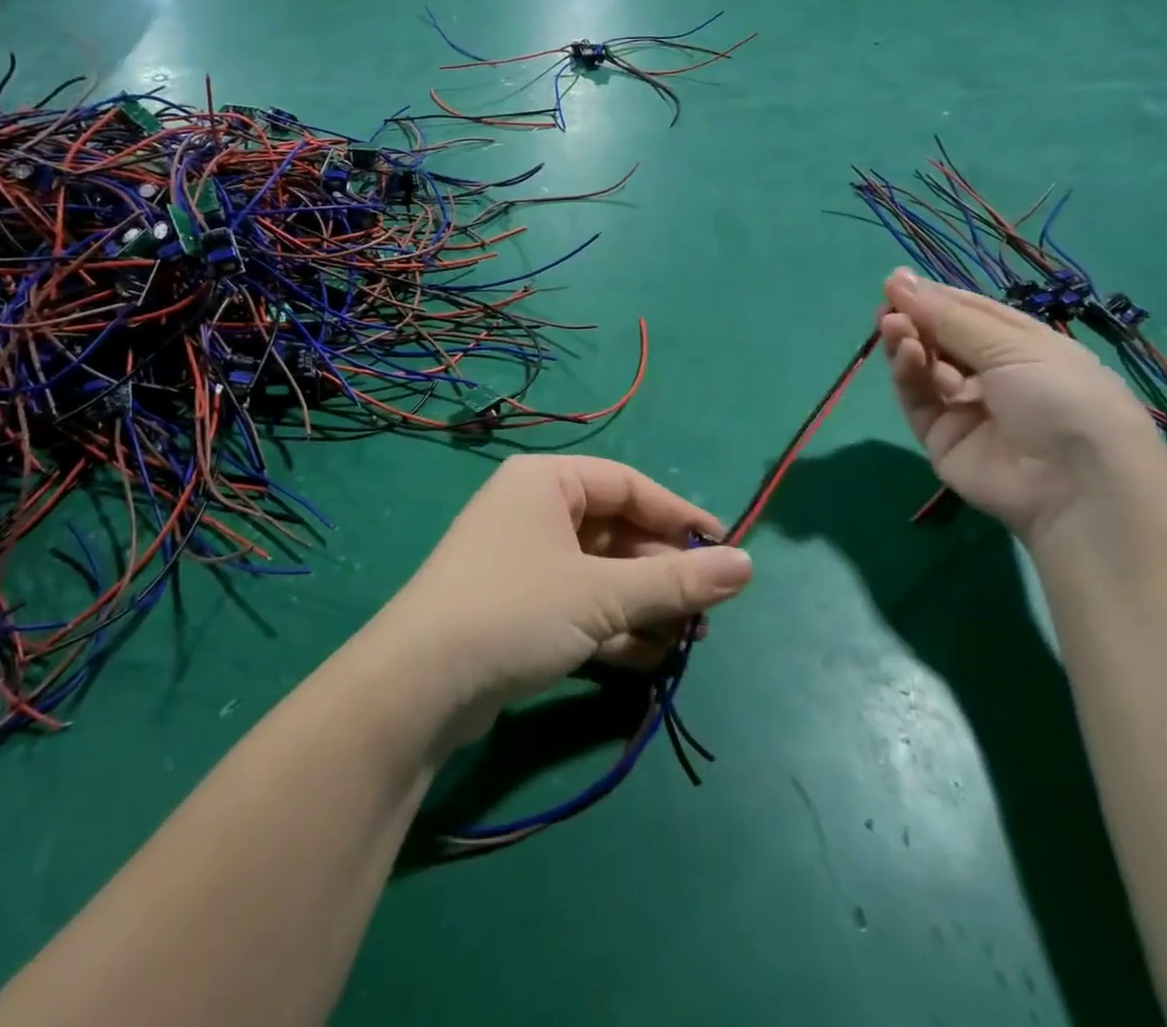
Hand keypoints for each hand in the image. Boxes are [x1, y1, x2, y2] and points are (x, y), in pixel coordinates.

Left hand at [369, 455, 753, 741]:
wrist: (418, 685)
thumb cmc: (516, 610)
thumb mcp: (603, 594)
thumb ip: (676, 580)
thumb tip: (748, 565)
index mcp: (547, 481)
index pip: (629, 485)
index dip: (680, 516)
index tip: (726, 551)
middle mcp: (533, 510)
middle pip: (616, 531)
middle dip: (663, 572)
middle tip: (709, 611)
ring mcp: (522, 559)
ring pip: (600, 573)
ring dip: (644, 605)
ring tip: (688, 640)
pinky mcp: (516, 606)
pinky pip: (578, 604)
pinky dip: (613, 627)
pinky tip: (650, 659)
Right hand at [880, 267, 1162, 539]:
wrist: (1076, 484)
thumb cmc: (1062, 396)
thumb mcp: (1013, 345)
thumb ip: (948, 316)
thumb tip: (897, 280)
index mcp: (1025, 347)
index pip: (971, 314)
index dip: (935, 297)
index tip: (896, 281)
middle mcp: (994, 376)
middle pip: (942, 340)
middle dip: (915, 319)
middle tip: (886, 304)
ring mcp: (966, 408)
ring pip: (925, 368)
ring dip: (908, 342)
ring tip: (892, 325)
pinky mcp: (941, 438)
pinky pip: (919, 400)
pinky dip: (909, 374)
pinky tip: (907, 353)